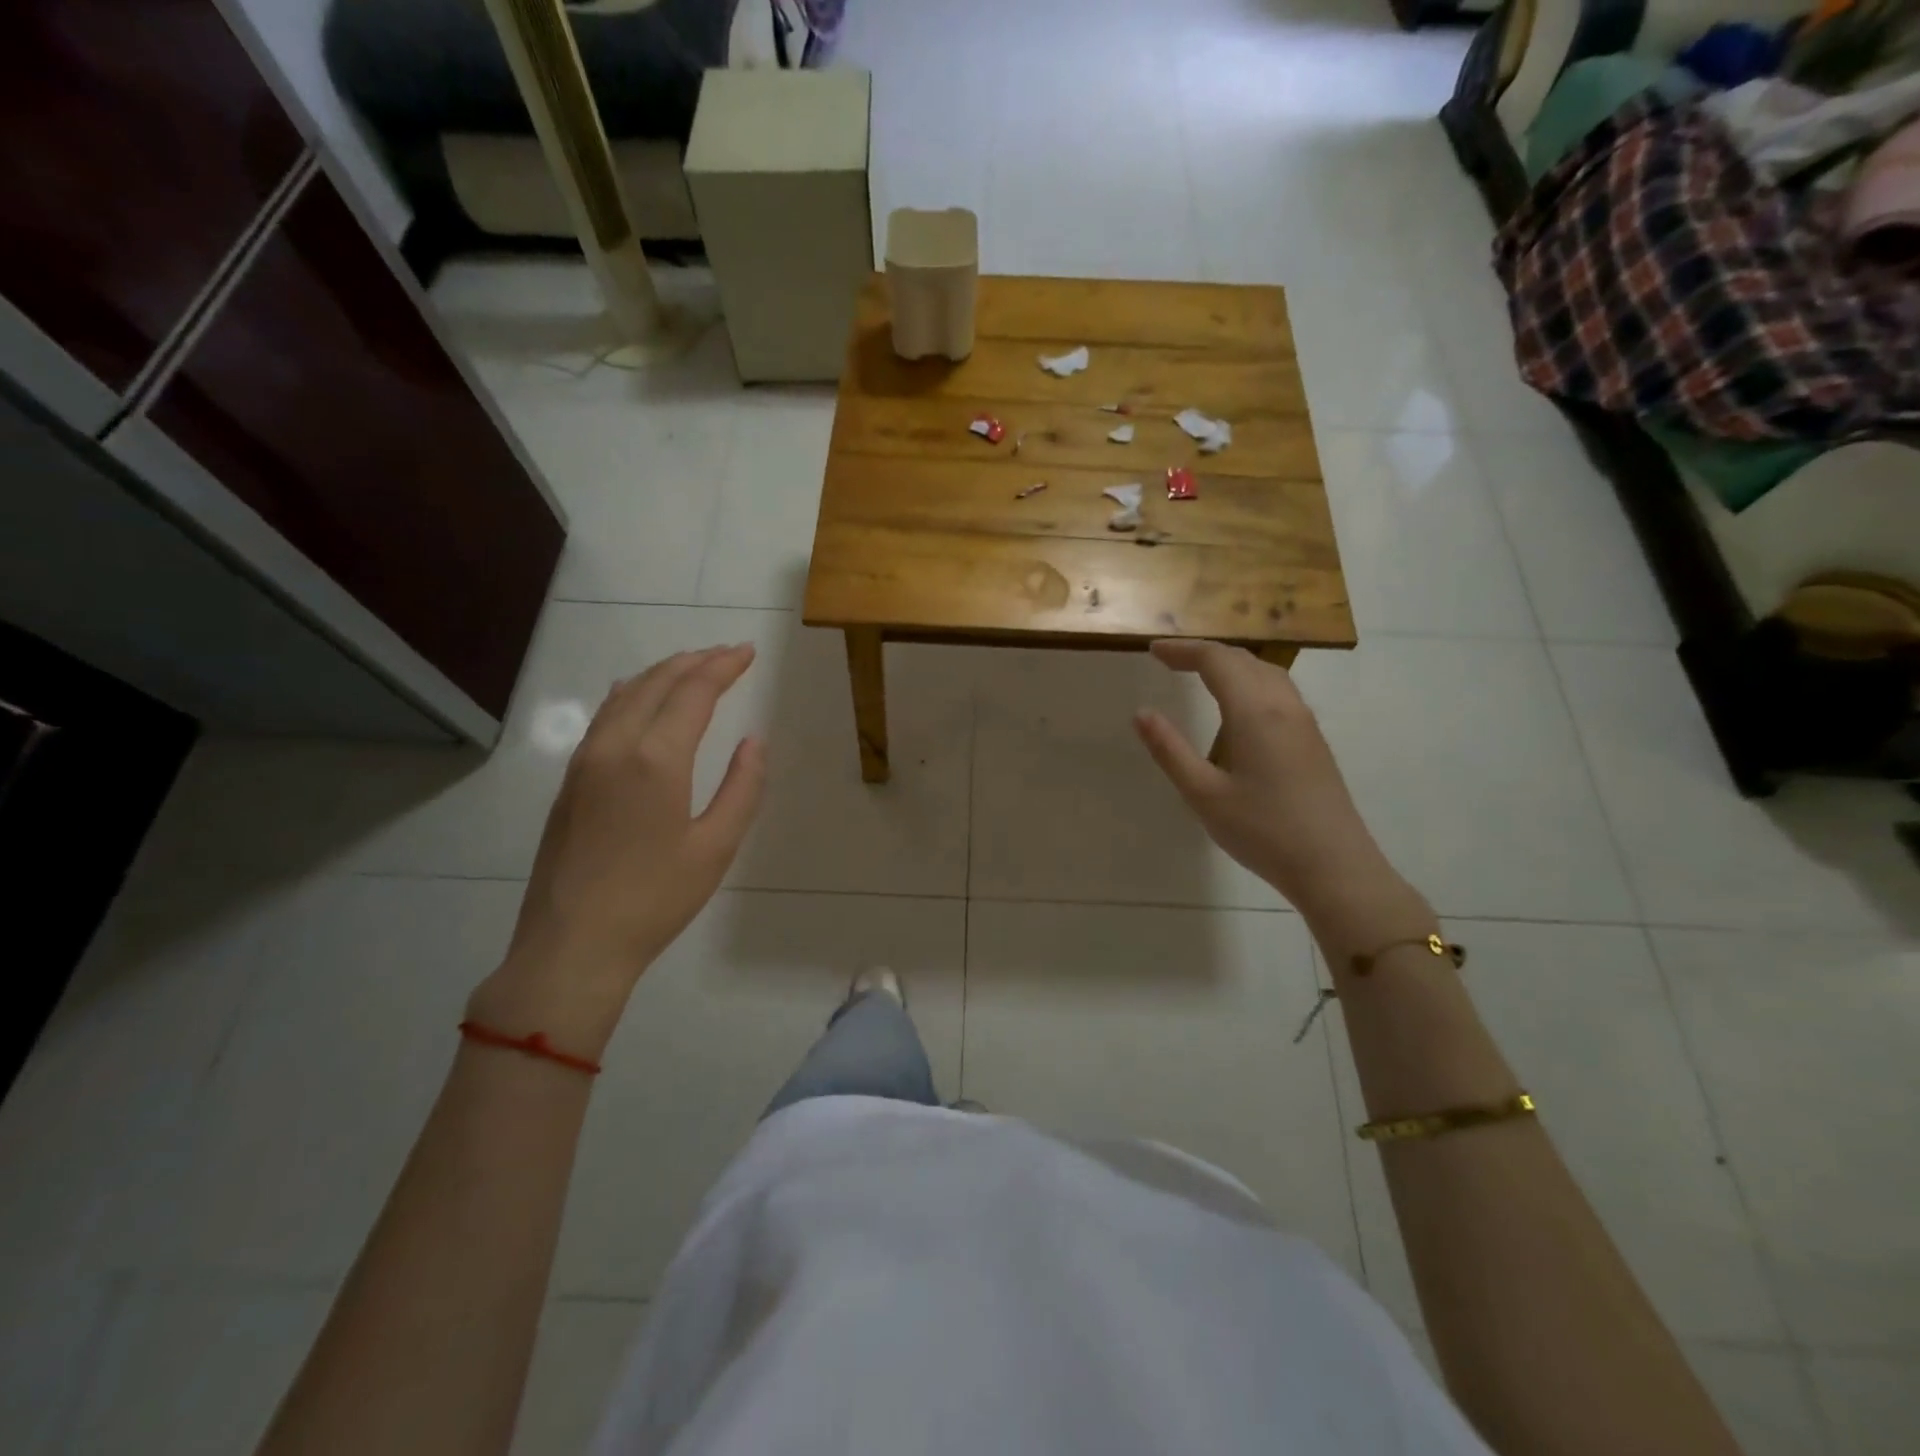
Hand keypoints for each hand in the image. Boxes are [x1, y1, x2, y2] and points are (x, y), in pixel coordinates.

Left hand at [471, 645, 765, 1054]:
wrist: (572, 945)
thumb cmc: (655, 900)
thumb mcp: (716, 848)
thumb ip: (742, 788)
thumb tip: (753, 741)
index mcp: (656, 759)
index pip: (694, 692)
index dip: (723, 666)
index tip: (747, 652)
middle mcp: (615, 746)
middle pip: (657, 683)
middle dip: (695, 661)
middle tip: (727, 654)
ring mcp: (585, 761)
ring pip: (625, 695)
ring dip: (662, 674)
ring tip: (691, 667)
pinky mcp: (570, 781)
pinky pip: (604, 717)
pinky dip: (632, 694)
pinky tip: (639, 697)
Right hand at [1133, 641, 1416, 933]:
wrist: (1334, 866)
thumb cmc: (1262, 831)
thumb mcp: (1203, 794)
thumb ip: (1170, 750)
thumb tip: (1141, 713)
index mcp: (1254, 712)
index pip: (1216, 660)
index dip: (1183, 650)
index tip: (1153, 652)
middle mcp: (1283, 706)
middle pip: (1243, 660)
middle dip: (1204, 654)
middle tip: (1169, 661)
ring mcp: (1304, 723)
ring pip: (1266, 672)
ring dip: (1230, 665)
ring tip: (1200, 675)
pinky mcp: (1313, 741)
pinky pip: (1279, 691)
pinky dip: (1249, 682)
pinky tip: (1238, 708)